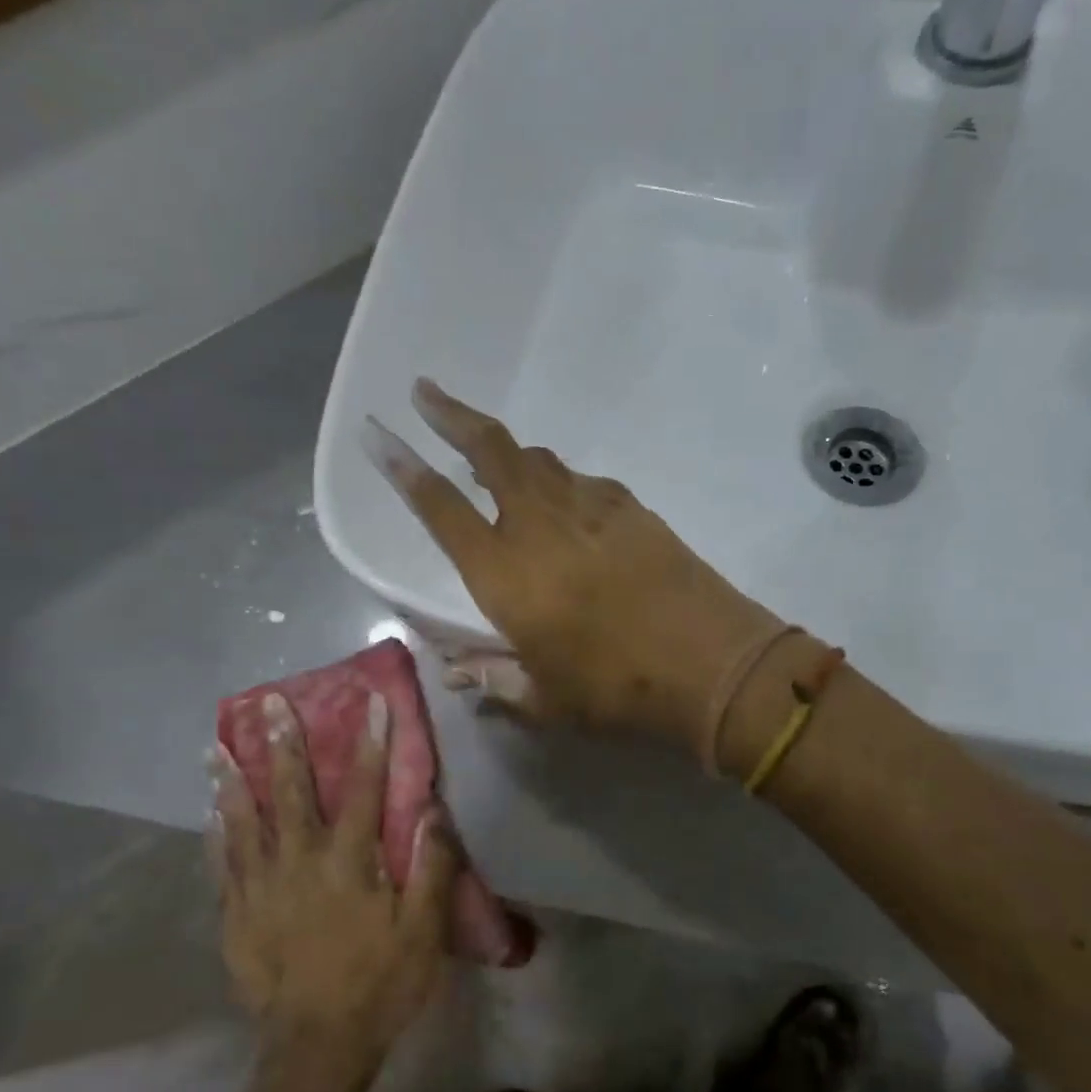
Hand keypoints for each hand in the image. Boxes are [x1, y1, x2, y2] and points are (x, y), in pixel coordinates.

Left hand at [206, 690, 457, 1075]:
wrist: (316, 1050)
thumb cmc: (380, 984)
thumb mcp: (424, 931)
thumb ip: (430, 866)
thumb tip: (432, 810)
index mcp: (349, 862)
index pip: (365, 788)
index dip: (371, 741)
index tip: (372, 701)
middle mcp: (299, 862)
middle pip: (290, 791)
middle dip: (283, 742)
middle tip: (269, 703)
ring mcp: (260, 888)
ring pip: (244, 820)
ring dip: (233, 778)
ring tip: (217, 744)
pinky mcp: (236, 915)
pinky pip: (223, 863)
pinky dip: (216, 832)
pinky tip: (209, 810)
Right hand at [363, 378, 779, 747]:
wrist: (712, 663)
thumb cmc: (618, 689)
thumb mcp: (546, 699)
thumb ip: (496, 680)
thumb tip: (458, 674)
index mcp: (505, 574)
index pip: (440, 508)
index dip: (404, 468)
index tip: (378, 432)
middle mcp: (540, 525)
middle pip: (490, 450)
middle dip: (452, 416)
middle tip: (424, 392)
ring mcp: (589, 507)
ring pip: (537, 459)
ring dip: (506, 449)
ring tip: (488, 452)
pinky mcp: (630, 507)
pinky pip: (580, 481)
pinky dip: (558, 482)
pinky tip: (561, 502)